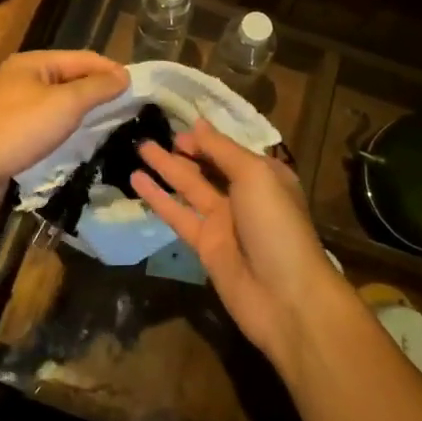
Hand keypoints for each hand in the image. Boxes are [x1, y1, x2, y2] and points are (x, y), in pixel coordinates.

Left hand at [0, 50, 128, 222]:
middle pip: (70, 81)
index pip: (82, 58)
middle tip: (130, 110)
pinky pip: (46, 131)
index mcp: (33, 63)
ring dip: (83, 117)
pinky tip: (83, 148)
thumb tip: (124, 76)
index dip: (111, 70)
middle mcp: (22, 81)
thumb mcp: (66, 103)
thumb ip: (97, 88)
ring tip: (113, 129)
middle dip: (98, 93)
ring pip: (58, 108)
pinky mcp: (11, 139)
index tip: (139, 88)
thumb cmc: (19, 128)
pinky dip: (66, 136)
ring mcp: (14, 111)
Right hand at [132, 121, 351, 371]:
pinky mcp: (204, 245)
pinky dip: (158, 198)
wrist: (285, 297)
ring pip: (189, 187)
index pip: (228, 149)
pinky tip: (136, 180)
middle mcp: (243, 194)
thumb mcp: (255, 176)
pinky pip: (177, 215)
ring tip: (139, 147)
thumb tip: (198, 124)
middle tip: (152, 133)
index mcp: (264, 175)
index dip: (204, 137)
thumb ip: (222, 150)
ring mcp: (223, 221)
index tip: (177, 124)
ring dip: (165, 168)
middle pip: (208, 166)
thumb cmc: (276, 225)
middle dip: (184, 150)